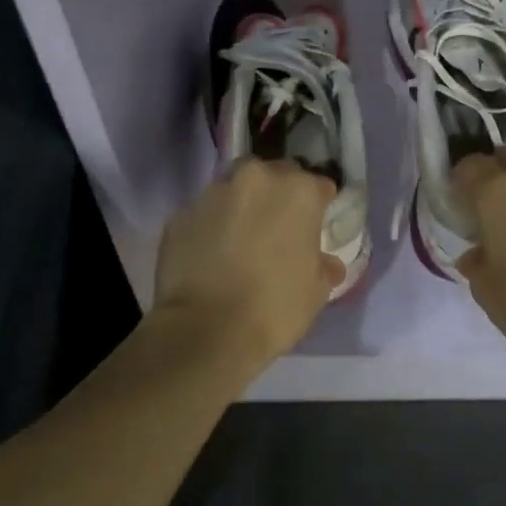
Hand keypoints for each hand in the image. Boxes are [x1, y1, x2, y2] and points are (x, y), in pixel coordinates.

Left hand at [155, 159, 341, 367]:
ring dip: (242, 206)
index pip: (319, 186)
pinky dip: (211, 227)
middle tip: (278, 229)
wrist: (206, 330)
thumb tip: (326, 263)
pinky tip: (211, 256)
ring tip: (240, 240)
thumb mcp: (317, 291)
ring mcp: (213, 193)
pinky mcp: (179, 215)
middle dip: (278, 196)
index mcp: (298, 191)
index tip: (316, 227)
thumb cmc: (275, 307)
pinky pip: (204, 214)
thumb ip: (323, 266)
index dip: (319, 206)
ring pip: (234, 189)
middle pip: (274, 175)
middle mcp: (256, 179)